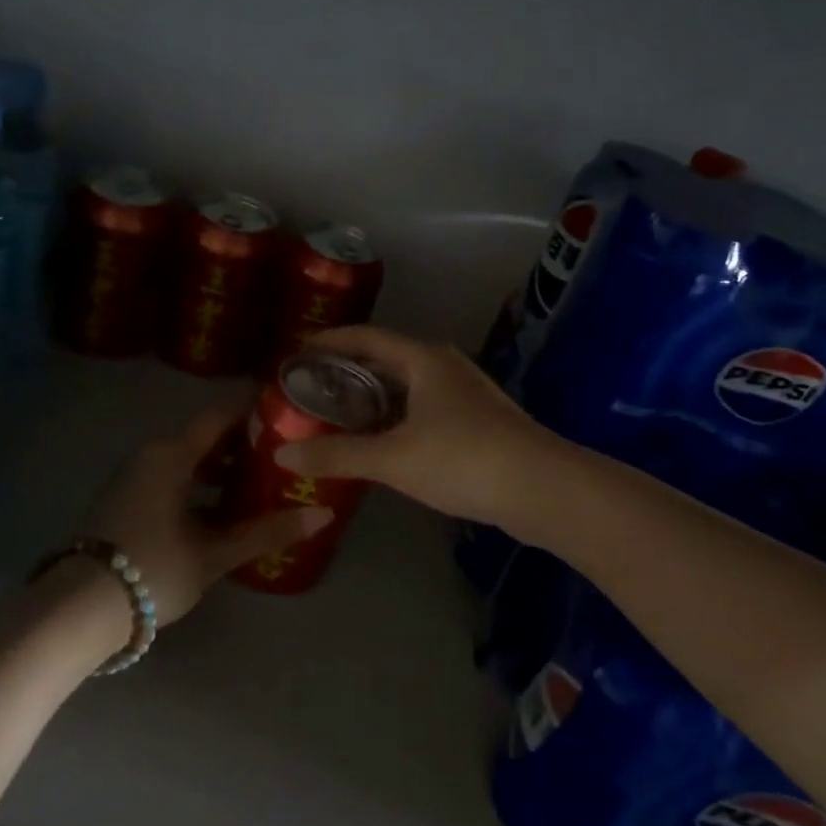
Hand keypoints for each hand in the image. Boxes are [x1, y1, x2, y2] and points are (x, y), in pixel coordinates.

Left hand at [79, 399, 332, 625]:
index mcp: (172, 454)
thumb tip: (324, 515)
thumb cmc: (153, 569)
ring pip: (188, 460)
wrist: (79, 608)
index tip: (289, 408)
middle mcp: (151, 454)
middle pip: (206, 437)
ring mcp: (135, 476)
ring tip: (262, 484)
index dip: (254, 408)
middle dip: (245, 443)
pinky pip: (172, 478)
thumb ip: (268, 532)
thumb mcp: (215, 553)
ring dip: (222, 468)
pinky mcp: (126, 499)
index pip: (221, 415)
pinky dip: (199, 485)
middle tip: (286, 453)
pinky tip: (224, 510)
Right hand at [272, 325, 560, 524]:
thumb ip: (337, 455)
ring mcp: (466, 393)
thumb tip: (282, 455)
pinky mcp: (479, 421)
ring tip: (340, 415)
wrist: (543, 489)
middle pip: (387, 358)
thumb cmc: (463, 459)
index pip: (366, 336)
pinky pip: (425, 407)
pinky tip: (383, 441)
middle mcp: (445, 366)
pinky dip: (397, 416)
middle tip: (311, 388)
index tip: (297, 351)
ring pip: (408, 385)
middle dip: (349, 370)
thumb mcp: (393, 458)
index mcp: (423, 359)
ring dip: (374, 396)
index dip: (330, 340)